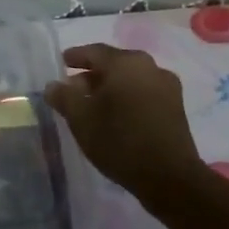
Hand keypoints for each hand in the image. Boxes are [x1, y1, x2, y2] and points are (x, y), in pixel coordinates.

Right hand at [45, 43, 205, 207]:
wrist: (169, 176)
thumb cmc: (119, 140)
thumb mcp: (81, 119)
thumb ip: (63, 97)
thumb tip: (53, 86)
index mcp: (126, 63)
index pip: (94, 52)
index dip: (75, 57)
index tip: (61, 63)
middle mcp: (150, 67)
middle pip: (114, 65)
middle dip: (91, 76)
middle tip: (72, 90)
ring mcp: (167, 87)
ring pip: (130, 80)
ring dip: (109, 89)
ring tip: (92, 107)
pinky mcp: (176, 108)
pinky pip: (143, 94)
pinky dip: (126, 99)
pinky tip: (115, 117)